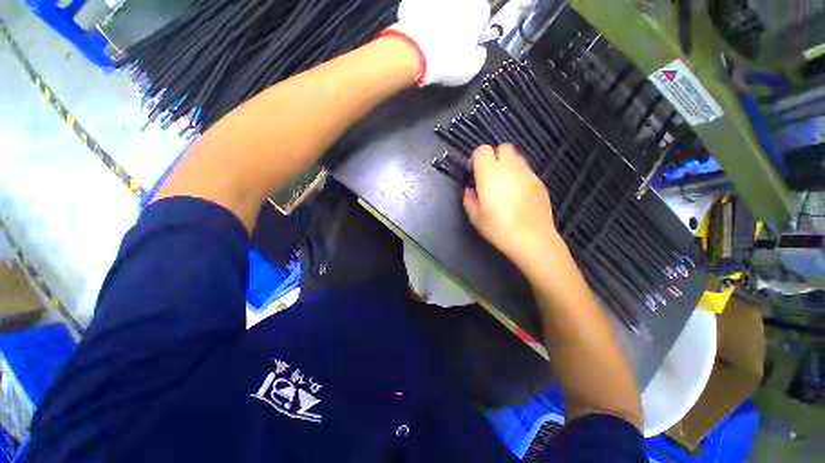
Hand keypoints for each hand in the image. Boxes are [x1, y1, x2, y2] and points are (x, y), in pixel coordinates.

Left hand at [388, 0, 489, 86]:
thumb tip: (479, 54)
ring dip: (438, 22)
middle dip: (456, 25)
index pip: (482, 16)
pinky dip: (420, 21)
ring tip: (432, 45)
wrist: (415, 56)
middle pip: (461, 10)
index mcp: (478, 9)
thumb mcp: (470, 71)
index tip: (467, 46)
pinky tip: (419, 39)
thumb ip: (480, 58)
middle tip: (448, 46)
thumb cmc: (444, 62)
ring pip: (440, 10)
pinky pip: (420, 11)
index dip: (474, 32)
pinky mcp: (414, 1)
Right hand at [463, 145, 560, 268]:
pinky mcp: (540, 182)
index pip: (482, 150)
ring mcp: (528, 173)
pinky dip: (519, 175)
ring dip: (507, 165)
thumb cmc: (499, 228)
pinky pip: (526, 171)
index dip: (475, 159)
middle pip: (502, 147)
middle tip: (489, 176)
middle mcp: (510, 167)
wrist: (533, 239)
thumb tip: (470, 190)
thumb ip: (468, 199)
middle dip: (493, 157)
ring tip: (503, 185)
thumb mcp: (475, 216)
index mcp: (490, 173)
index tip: (474, 173)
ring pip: (516, 157)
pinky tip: (517, 194)